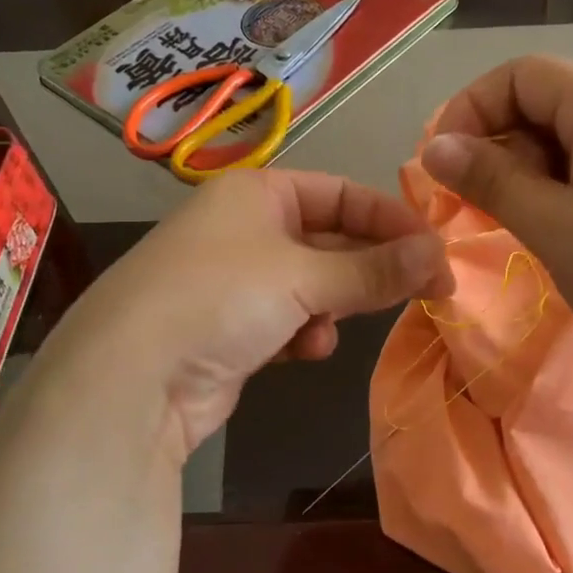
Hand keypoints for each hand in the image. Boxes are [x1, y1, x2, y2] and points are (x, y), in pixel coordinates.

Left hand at [54, 169, 451, 459]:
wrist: (131, 379)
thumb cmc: (221, 298)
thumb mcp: (304, 277)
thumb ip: (374, 269)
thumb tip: (440, 256)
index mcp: (256, 193)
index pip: (341, 193)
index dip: (390, 219)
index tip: (435, 251)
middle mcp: (245, 228)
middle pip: (330, 240)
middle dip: (371, 267)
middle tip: (426, 291)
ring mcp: (236, 281)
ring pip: (313, 284)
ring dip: (334, 304)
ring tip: (338, 325)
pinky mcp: (232, 329)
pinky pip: (289, 320)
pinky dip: (305, 332)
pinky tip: (306, 349)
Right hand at [421, 56, 572, 380]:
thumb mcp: (557, 229)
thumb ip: (491, 180)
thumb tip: (434, 147)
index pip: (522, 74)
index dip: (471, 110)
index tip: (442, 168)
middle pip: (544, 103)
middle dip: (497, 147)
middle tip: (475, 208)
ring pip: (567, 141)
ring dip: (527, 176)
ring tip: (519, 228)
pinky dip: (561, 193)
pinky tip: (559, 236)